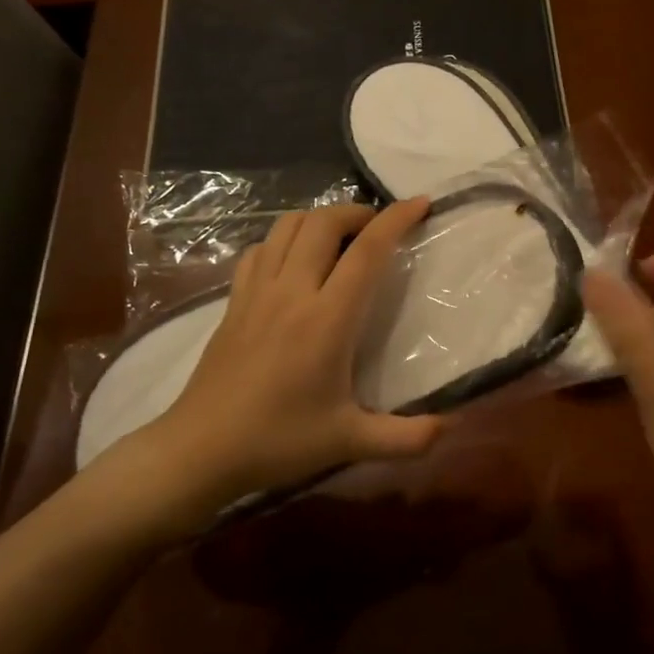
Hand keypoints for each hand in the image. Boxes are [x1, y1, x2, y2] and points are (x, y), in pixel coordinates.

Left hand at [98, 199, 445, 532]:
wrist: (201, 449)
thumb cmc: (279, 441)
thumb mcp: (350, 443)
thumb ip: (407, 438)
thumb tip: (451, 426)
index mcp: (326, 319)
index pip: (366, 251)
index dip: (396, 219)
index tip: (420, 204)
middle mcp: (291, 292)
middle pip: (323, 222)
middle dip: (356, 212)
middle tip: (378, 228)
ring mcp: (257, 292)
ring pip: (287, 227)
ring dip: (319, 219)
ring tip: (341, 238)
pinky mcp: (234, 302)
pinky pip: (260, 250)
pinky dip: (284, 240)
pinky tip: (294, 262)